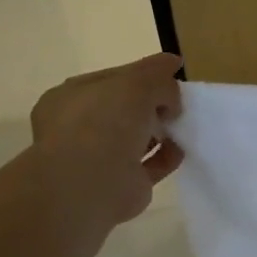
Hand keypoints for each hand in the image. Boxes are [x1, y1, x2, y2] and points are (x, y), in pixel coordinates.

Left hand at [29, 52, 184, 225]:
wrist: (90, 184)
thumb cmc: (104, 122)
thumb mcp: (136, 83)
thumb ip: (158, 76)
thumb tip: (172, 78)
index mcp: (72, 97)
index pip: (113, 78)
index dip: (144, 73)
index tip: (174, 71)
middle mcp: (81, 126)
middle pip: (126, 108)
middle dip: (153, 103)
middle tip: (179, 102)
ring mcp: (99, 157)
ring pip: (137, 137)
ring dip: (161, 130)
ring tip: (184, 125)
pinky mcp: (121, 184)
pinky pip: (150, 164)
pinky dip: (167, 156)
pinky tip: (181, 149)